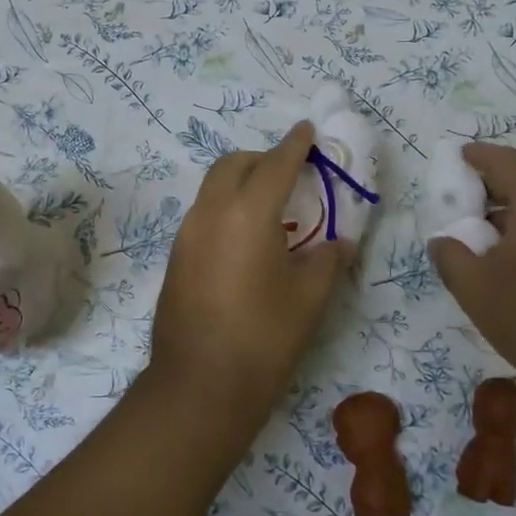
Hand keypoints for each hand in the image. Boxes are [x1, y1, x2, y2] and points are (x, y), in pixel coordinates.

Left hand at [148, 122, 352, 410]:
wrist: (200, 385)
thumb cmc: (264, 338)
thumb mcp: (309, 298)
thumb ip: (327, 260)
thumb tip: (338, 244)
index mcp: (247, 214)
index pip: (275, 164)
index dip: (295, 145)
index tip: (307, 130)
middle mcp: (210, 213)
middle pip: (234, 165)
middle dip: (263, 158)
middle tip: (291, 172)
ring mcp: (187, 235)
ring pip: (213, 187)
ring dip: (242, 182)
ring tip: (272, 206)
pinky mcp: (177, 257)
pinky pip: (204, 213)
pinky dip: (227, 207)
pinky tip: (247, 238)